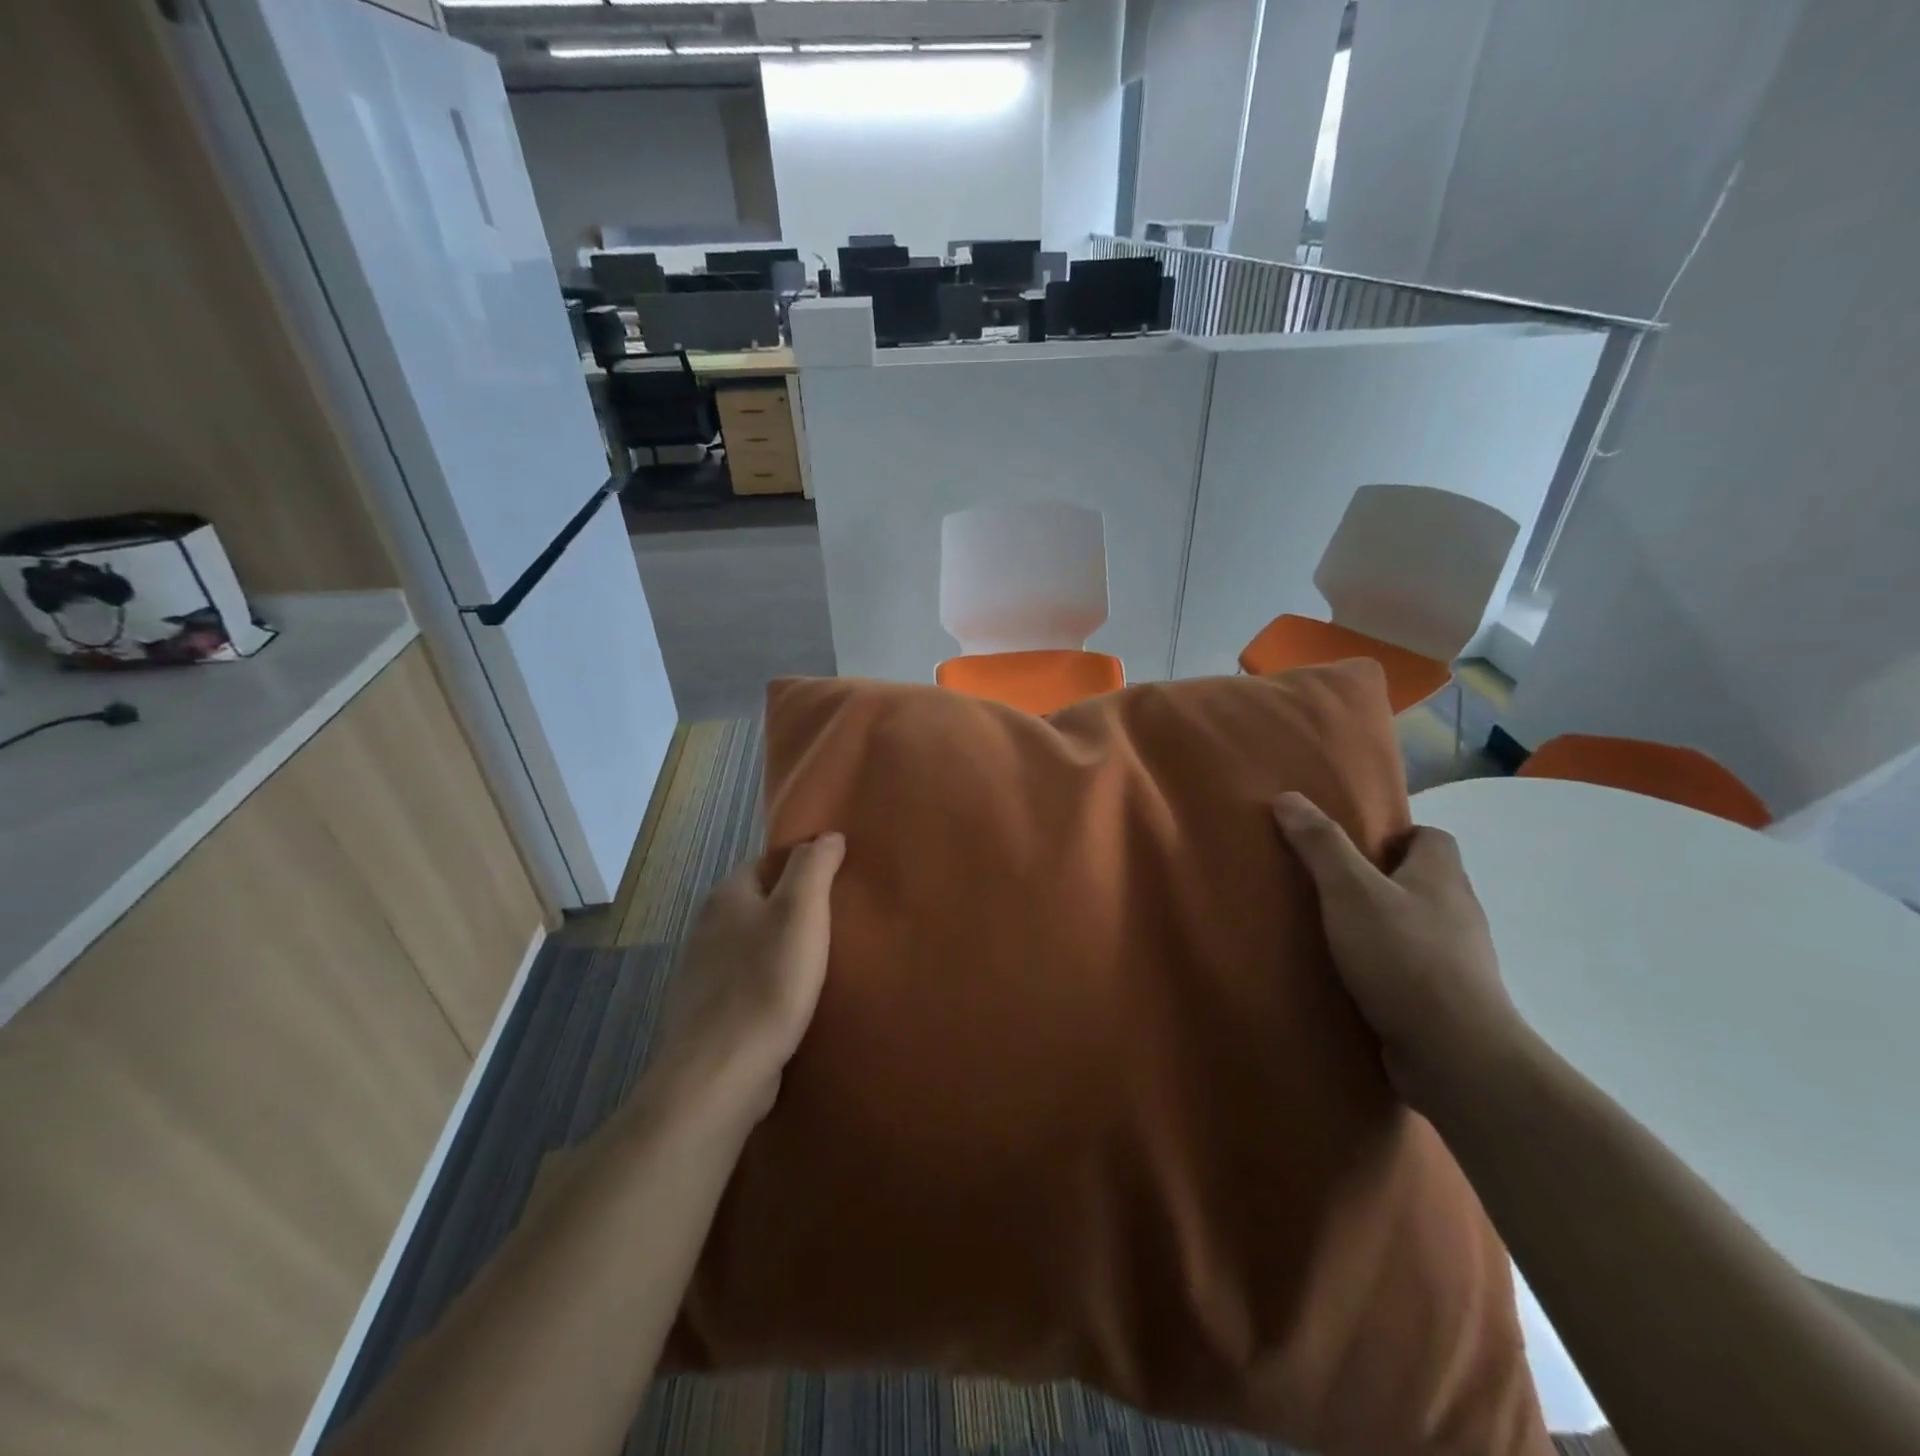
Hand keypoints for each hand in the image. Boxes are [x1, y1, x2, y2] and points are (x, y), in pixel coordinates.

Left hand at [645, 833, 845, 1127]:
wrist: (721, 1072)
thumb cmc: (767, 982)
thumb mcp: (801, 912)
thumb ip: (814, 866)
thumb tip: (827, 835)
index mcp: (727, 896)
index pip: (767, 862)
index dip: (802, 867)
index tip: (836, 882)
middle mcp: (707, 927)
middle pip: (760, 903)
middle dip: (793, 909)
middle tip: (837, 921)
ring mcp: (704, 972)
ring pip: (753, 945)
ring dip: (782, 949)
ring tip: (823, 961)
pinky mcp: (709, 1012)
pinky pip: (747, 982)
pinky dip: (770, 983)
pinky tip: (794, 1000)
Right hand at [1272, 792, 1521, 1111]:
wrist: (1456, 1056)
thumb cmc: (1403, 958)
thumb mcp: (1349, 891)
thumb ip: (1320, 845)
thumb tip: (1288, 797)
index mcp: (1442, 877)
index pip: (1432, 837)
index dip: (1395, 835)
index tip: (1352, 846)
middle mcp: (1458, 913)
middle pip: (1422, 881)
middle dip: (1380, 880)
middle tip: (1329, 885)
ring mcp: (1458, 961)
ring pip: (1417, 927)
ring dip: (1382, 925)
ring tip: (1332, 931)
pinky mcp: (1448, 1001)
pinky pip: (1413, 969)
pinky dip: (1386, 967)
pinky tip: (1352, 977)